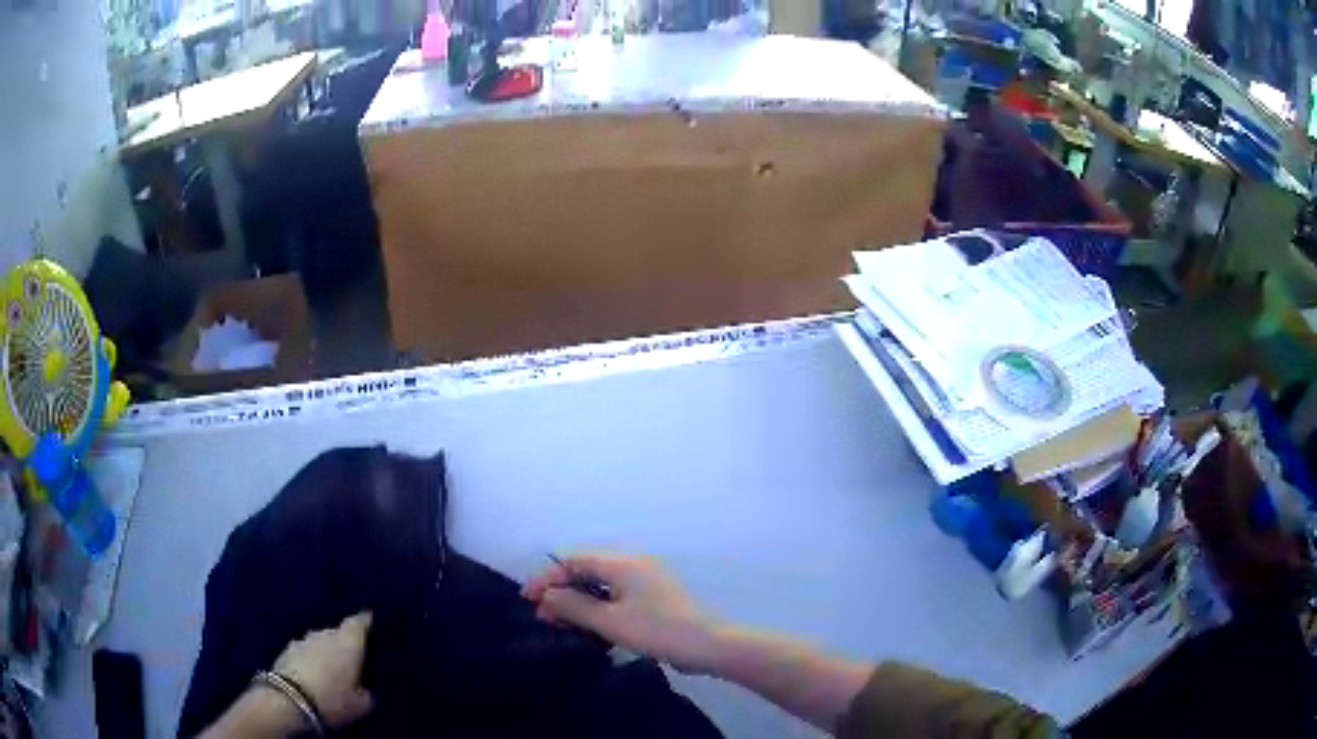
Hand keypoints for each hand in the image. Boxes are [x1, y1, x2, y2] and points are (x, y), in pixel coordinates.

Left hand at [272, 612, 373, 728]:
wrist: (289, 700)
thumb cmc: (333, 699)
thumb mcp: (363, 705)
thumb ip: (367, 691)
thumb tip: (365, 686)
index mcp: (348, 643)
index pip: (359, 623)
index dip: (365, 621)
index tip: (370, 618)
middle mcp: (325, 634)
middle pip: (337, 632)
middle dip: (344, 641)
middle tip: (352, 656)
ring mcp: (302, 640)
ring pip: (319, 641)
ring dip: (325, 651)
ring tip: (331, 667)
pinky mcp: (285, 650)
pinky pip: (304, 651)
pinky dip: (310, 658)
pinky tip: (313, 672)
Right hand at [523, 554, 720, 673]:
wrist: (709, 646)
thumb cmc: (657, 630)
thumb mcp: (610, 621)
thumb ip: (574, 606)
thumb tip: (549, 595)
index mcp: (622, 564)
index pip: (574, 561)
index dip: (548, 578)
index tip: (527, 598)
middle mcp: (633, 567)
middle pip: (586, 573)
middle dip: (562, 593)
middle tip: (544, 618)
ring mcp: (645, 585)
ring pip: (601, 589)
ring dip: (579, 605)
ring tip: (561, 626)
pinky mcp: (653, 603)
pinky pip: (616, 600)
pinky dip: (598, 612)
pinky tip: (588, 631)